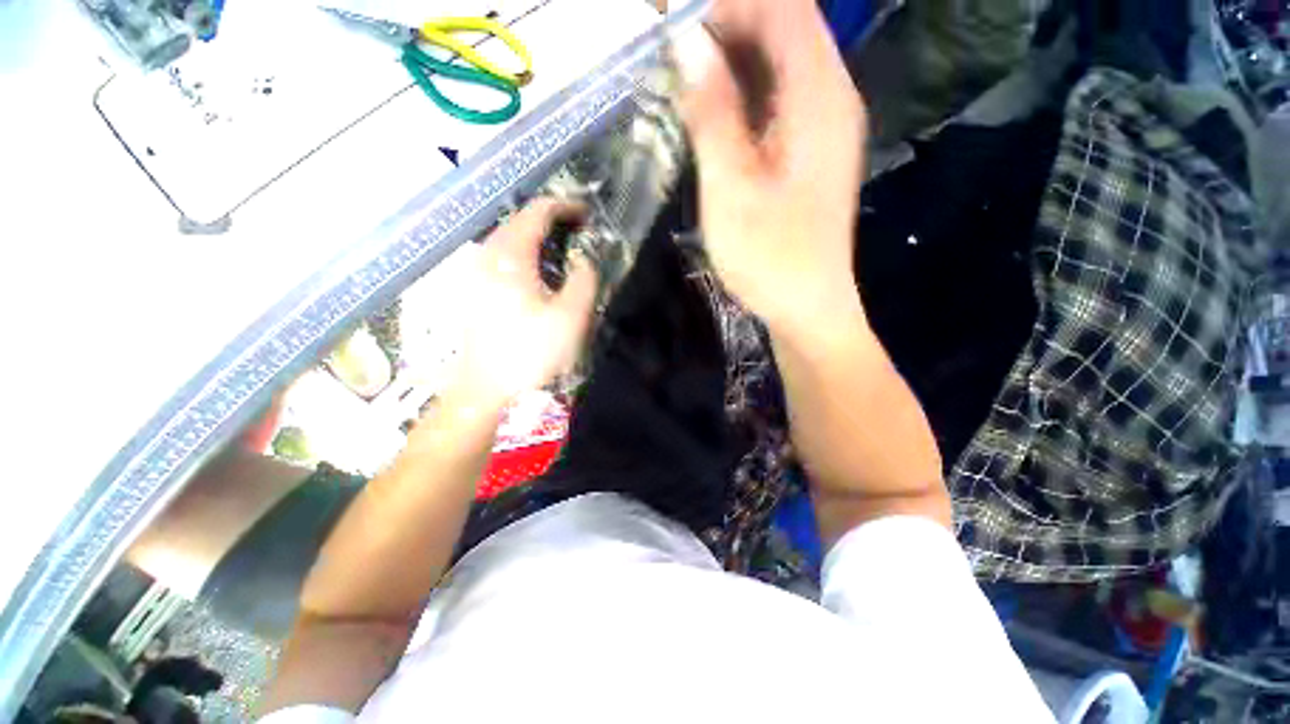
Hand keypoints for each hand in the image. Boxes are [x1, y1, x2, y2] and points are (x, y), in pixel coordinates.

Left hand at [449, 199, 597, 410]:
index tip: (588, 214)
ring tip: (563, 248)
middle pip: (520, 220)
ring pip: (509, 237)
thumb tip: (585, 259)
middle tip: (580, 231)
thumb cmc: (530, 352)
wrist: (486, 388)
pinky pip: (502, 256)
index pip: (537, 212)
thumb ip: (585, 280)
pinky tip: (538, 271)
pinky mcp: (475, 288)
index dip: (565, 207)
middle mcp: (488, 255)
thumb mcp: (570, 317)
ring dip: (538, 236)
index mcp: (511, 256)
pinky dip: (525, 252)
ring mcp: (476, 271)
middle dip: (552, 219)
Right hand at [675, 0, 866, 330]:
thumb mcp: (731, 189)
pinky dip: (742, 92)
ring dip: (730, 58)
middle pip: (782, 27)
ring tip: (679, 73)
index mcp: (819, 97)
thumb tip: (686, 42)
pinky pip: (777, 99)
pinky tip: (709, 109)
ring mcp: (822, 125)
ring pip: (778, 63)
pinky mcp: (809, 150)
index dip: (726, 3)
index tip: (671, 19)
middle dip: (723, 24)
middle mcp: (830, 97)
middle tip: (667, 47)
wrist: (807, 308)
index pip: (781, 7)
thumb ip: (712, 113)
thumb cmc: (770, 259)